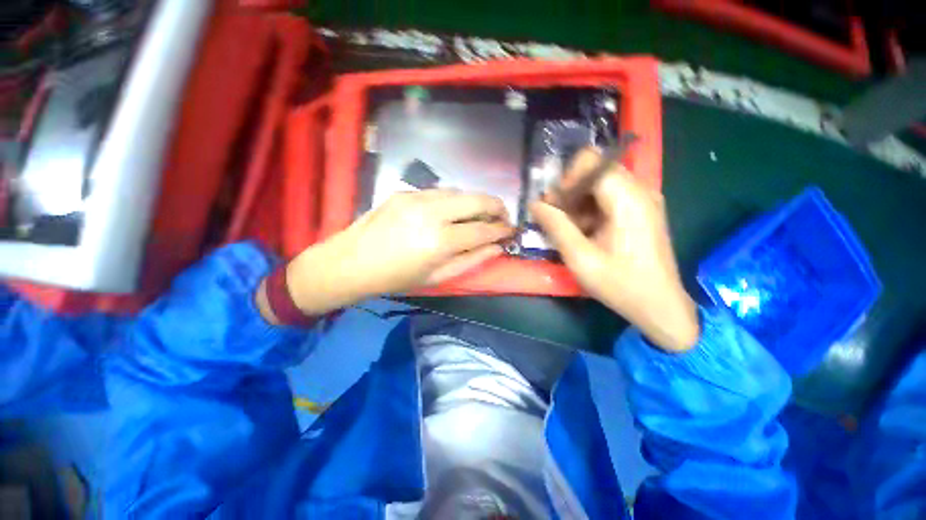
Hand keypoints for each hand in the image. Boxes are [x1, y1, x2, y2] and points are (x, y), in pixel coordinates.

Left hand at [280, 190, 513, 316]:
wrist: (351, 262)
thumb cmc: (396, 278)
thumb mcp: (437, 277)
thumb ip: (471, 261)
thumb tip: (497, 247)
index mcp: (441, 241)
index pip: (484, 229)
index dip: (503, 229)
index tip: (512, 230)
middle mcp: (433, 213)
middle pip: (478, 200)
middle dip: (497, 206)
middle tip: (503, 217)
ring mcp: (418, 197)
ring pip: (460, 191)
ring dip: (476, 201)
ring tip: (480, 214)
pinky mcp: (406, 191)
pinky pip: (440, 191)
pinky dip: (454, 200)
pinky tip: (453, 210)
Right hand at [530, 148, 699, 351]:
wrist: (660, 306)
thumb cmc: (620, 284)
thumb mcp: (580, 258)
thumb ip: (555, 226)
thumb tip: (534, 204)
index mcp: (628, 199)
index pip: (591, 162)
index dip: (567, 179)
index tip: (557, 206)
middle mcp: (639, 191)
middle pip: (594, 171)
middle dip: (570, 192)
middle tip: (557, 219)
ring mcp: (642, 200)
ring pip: (599, 184)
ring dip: (578, 202)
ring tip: (570, 230)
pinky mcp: (641, 210)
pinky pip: (608, 197)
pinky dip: (590, 210)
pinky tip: (584, 232)